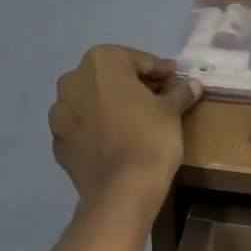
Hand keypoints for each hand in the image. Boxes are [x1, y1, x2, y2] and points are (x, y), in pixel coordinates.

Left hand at [49, 46, 201, 203]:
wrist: (121, 190)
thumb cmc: (149, 137)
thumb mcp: (171, 111)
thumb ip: (179, 92)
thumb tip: (192, 85)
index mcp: (101, 62)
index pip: (136, 60)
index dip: (158, 70)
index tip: (174, 79)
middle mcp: (73, 80)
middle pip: (109, 78)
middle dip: (131, 85)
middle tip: (156, 98)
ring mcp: (59, 113)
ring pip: (91, 102)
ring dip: (110, 106)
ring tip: (134, 121)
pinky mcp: (58, 142)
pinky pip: (82, 128)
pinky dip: (97, 129)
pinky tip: (115, 141)